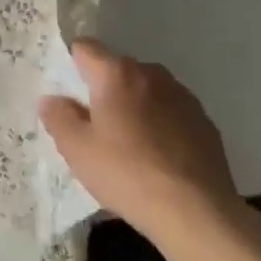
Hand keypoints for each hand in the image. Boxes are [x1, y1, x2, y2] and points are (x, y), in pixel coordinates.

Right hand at [39, 39, 245, 248]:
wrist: (197, 213)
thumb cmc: (126, 173)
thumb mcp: (75, 147)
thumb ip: (57, 115)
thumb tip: (54, 99)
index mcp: (117, 74)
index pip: (85, 47)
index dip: (70, 64)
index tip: (66, 92)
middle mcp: (152, 75)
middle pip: (117, 69)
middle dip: (102, 88)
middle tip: (92, 123)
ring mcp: (184, 98)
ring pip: (146, 90)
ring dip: (133, 104)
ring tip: (127, 142)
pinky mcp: (206, 124)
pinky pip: (170, 112)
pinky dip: (159, 123)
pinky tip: (156, 156)